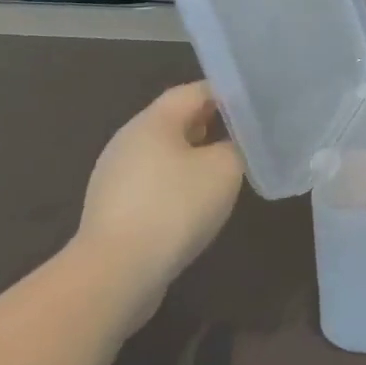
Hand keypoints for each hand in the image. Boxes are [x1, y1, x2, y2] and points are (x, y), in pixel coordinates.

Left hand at [72, 83, 244, 326]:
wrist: (115, 273)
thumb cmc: (175, 207)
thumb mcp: (225, 168)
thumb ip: (235, 146)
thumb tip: (230, 146)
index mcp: (153, 121)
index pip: (194, 91)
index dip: (226, 94)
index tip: (254, 106)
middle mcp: (128, 140)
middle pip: (175, 121)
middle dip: (210, 124)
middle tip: (243, 135)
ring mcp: (114, 177)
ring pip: (163, 154)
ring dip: (193, 157)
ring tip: (224, 172)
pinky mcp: (112, 210)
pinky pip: (152, 184)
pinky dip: (176, 185)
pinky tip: (196, 205)